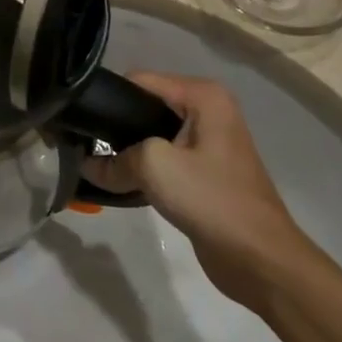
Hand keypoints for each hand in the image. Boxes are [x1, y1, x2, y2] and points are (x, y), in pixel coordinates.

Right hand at [82, 73, 319, 311]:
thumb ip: (114, 160)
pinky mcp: (205, 172)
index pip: (139, 81)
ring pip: (152, 135)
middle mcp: (208, 111)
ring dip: (128, 150)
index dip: (109, 97)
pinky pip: (164, 159)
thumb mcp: (154, 167)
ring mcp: (208, 143)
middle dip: (117, 125)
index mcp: (203, 96)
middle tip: (84, 143)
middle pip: (145, 106)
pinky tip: (121, 181)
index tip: (80, 119)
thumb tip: (87, 166)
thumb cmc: (211, 199)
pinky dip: (144, 168)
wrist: (261, 260)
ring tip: (97, 163)